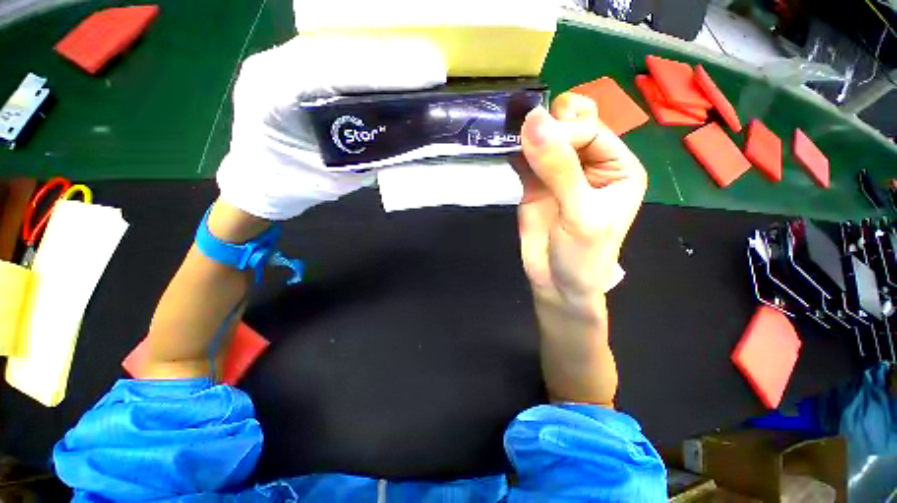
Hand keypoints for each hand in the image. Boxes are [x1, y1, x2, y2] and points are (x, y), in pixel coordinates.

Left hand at [216, 37, 446, 220]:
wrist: (264, 179)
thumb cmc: (298, 185)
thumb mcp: (337, 178)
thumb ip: (369, 154)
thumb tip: (410, 136)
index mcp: (273, 99)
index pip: (332, 73)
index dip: (382, 71)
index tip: (426, 75)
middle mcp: (272, 68)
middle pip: (339, 51)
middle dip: (390, 58)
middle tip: (433, 67)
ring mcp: (280, 62)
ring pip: (339, 48)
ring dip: (383, 55)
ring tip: (423, 64)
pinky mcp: (294, 66)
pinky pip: (337, 58)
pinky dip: (370, 63)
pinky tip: (397, 68)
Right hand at [516, 93, 646, 314]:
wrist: (556, 284)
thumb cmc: (583, 256)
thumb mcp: (580, 214)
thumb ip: (559, 169)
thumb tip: (533, 121)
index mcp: (616, 166)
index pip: (590, 130)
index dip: (564, 132)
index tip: (536, 141)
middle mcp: (589, 163)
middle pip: (569, 127)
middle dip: (548, 126)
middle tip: (524, 134)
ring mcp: (559, 173)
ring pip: (544, 139)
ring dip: (527, 136)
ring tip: (510, 136)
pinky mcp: (534, 184)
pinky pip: (524, 159)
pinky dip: (514, 152)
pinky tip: (505, 150)